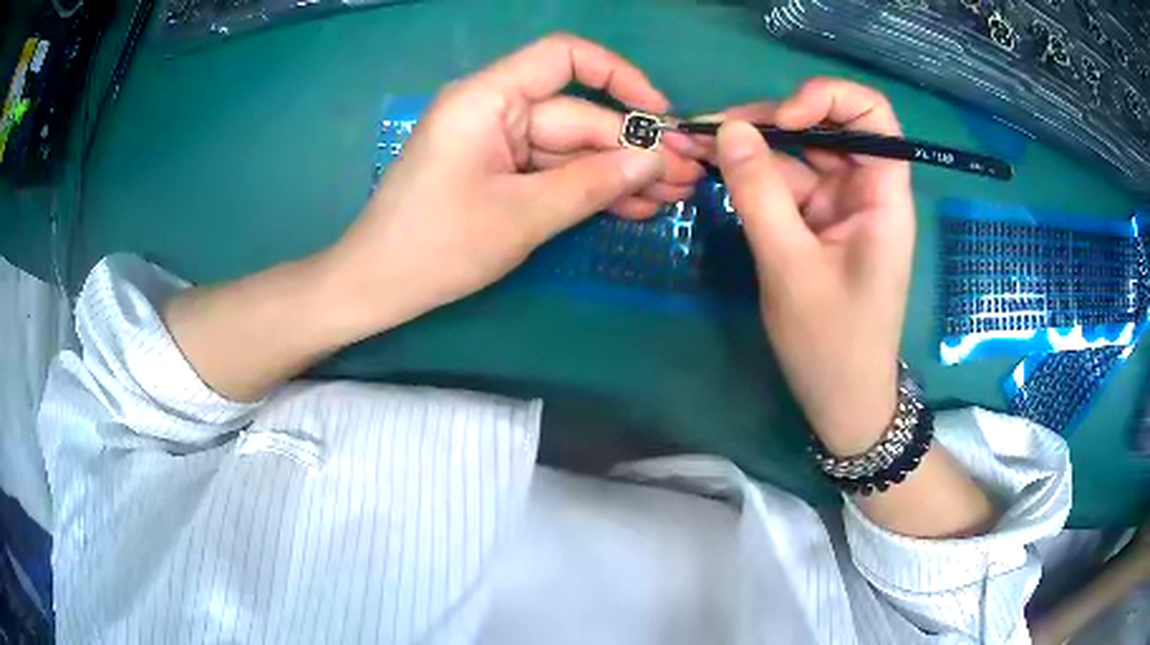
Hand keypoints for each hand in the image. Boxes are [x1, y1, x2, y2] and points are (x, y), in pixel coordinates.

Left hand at [325, 34, 702, 333]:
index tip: (658, 113)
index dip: (618, 76)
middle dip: (632, 147)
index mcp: (488, 98)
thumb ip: (592, 183)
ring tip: (674, 197)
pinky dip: (588, 188)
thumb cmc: (437, 246)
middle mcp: (494, 109)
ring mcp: (496, 143)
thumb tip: (655, 160)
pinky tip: (635, 206)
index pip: (563, 58)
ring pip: (570, 149)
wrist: (378, 285)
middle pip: (577, 115)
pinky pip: (551, 172)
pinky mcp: (498, 173)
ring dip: (619, 172)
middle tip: (688, 176)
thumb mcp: (523, 215)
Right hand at [707, 79, 914, 454]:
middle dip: (768, 121)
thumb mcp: (791, 268)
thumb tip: (728, 129)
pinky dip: (750, 177)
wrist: (841, 401)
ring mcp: (839, 207)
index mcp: (883, 196)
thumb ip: (759, 194)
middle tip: (707, 129)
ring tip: (695, 146)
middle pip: (825, 128)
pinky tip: (715, 170)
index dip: (828, 99)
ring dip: (750, 147)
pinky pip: (785, 185)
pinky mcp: (816, 224)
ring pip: (797, 155)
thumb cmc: (832, 344)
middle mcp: (865, 191)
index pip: (872, 116)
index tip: (781, 120)